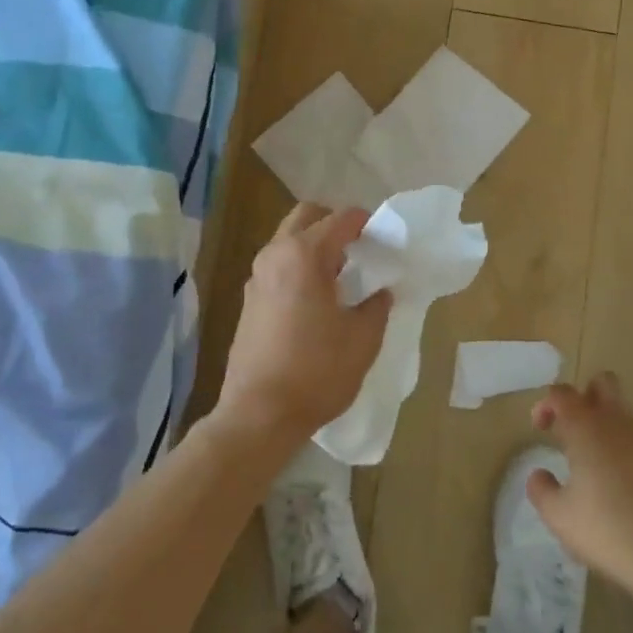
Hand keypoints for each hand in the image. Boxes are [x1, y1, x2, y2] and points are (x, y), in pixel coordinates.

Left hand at [218, 203, 392, 450]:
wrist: (259, 415)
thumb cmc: (317, 371)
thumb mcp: (363, 339)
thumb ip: (376, 306)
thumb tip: (380, 292)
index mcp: (305, 255)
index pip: (341, 219)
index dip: (367, 222)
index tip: (384, 239)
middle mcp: (275, 255)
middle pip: (306, 217)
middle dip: (334, 225)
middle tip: (359, 249)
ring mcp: (256, 278)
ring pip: (287, 241)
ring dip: (313, 247)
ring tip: (341, 277)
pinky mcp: (248, 301)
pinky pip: (277, 266)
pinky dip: (298, 268)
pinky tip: (316, 300)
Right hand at [526, 373, 632, 592]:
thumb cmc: (604, 529)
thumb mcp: (558, 515)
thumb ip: (541, 489)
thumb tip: (539, 474)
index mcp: (586, 428)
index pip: (563, 393)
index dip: (546, 403)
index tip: (539, 427)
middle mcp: (617, 424)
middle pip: (603, 383)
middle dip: (584, 396)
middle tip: (570, 428)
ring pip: (624, 411)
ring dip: (605, 423)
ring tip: (591, 460)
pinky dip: (624, 449)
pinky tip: (618, 483)